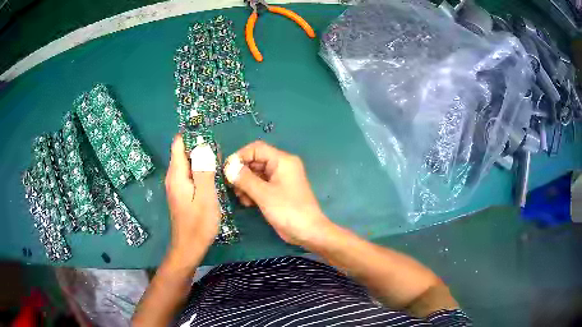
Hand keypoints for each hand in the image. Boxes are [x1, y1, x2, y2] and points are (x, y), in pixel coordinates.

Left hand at [165, 135, 220, 260]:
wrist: (189, 247)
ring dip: (203, 161)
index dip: (193, 136)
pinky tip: (213, 179)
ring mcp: (176, 185)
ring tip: (220, 165)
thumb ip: (204, 170)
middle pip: (184, 152)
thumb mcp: (205, 196)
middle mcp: (173, 176)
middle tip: (221, 156)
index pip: (179, 143)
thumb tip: (203, 146)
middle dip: (201, 148)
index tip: (210, 138)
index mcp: (176, 174)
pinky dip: (201, 172)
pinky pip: (190, 174)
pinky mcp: (181, 193)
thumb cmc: (199, 224)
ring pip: (188, 163)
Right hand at [226, 141, 330, 245]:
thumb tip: (228, 167)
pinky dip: (251, 191)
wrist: (308, 232)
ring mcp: (279, 179)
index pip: (256, 148)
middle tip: (231, 186)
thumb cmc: (288, 210)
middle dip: (242, 173)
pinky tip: (248, 203)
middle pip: (255, 161)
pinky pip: (260, 185)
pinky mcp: (277, 191)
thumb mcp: (264, 194)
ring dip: (245, 184)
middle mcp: (281, 166)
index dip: (240, 156)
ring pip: (255, 174)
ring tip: (241, 197)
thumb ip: (245, 179)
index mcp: (282, 161)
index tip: (227, 170)